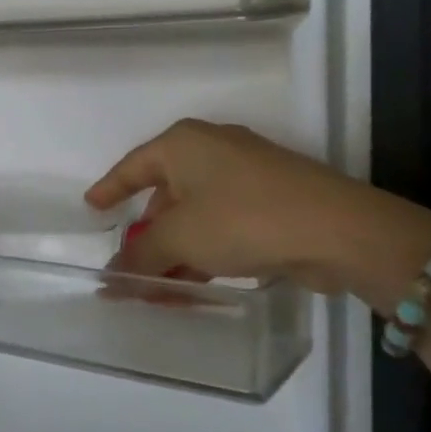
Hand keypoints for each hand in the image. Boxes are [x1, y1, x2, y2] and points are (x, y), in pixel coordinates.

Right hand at [86, 119, 430, 301]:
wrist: (339, 230)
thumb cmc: (243, 218)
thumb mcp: (180, 238)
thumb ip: (140, 255)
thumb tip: (113, 276)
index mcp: (183, 144)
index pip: (132, 166)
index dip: (109, 189)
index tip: (91, 208)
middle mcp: (212, 150)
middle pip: (165, 195)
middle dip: (147, 235)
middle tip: (131, 265)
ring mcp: (246, 174)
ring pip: (195, 214)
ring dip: (176, 251)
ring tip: (161, 288)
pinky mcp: (272, 200)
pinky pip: (222, 224)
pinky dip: (205, 250)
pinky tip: (197, 282)